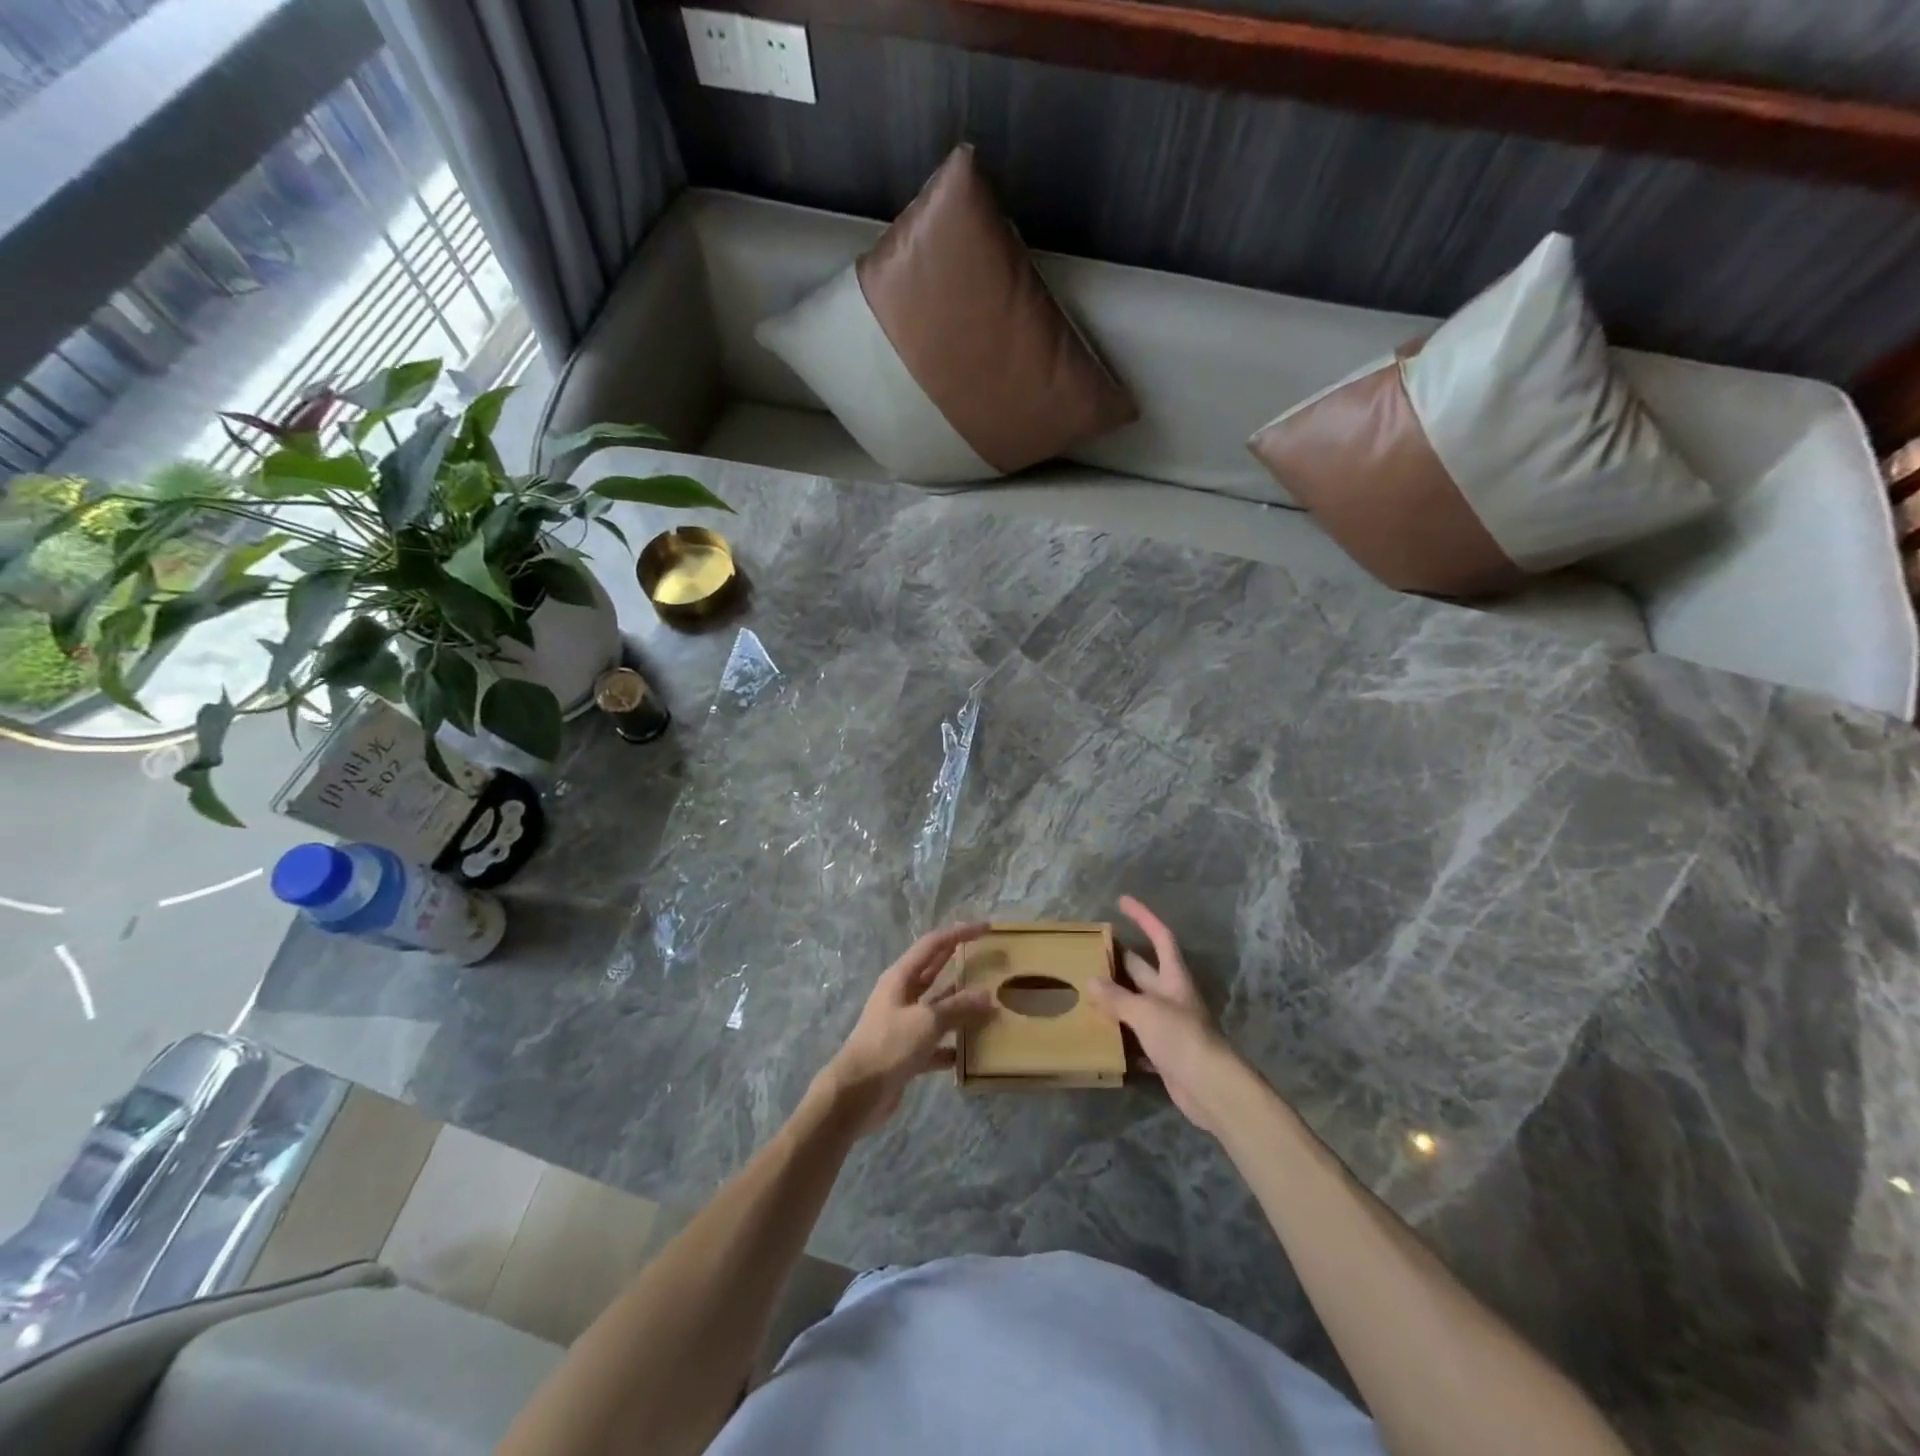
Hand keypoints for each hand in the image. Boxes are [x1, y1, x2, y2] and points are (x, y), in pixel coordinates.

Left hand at [814, 923, 996, 1135]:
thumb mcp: (927, 1021)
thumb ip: (958, 1007)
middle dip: (960, 963)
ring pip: (939, 1008)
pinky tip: (975, 1051)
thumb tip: (988, 996)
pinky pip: (937, 1042)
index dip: (959, 933)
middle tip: (990, 959)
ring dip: (962, 1006)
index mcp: (900, 977)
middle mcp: (901, 995)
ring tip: (992, 1005)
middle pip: (935, 972)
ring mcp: (904, 1024)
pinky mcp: (908, 1052)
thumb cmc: (889, 1045)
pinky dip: (954, 1044)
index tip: (986, 929)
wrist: (856, 1094)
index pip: (933, 945)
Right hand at [1088, 896, 1242, 1134]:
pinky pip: (1136, 1038)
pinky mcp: (1164, 1054)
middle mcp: (1172, 997)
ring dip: (1115, 999)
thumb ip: (1117, 997)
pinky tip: (1099, 1036)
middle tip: (1090, 950)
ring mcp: (1169, 1026)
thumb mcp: (1145, 1011)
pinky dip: (1120, 1036)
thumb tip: (1091, 981)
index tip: (1123, 900)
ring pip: (1136, 1005)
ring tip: (1084, 991)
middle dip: (1119, 959)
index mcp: (1174, 979)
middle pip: (1143, 970)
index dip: (1144, 917)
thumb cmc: (1182, 1038)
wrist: (1211, 1088)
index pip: (1160, 938)